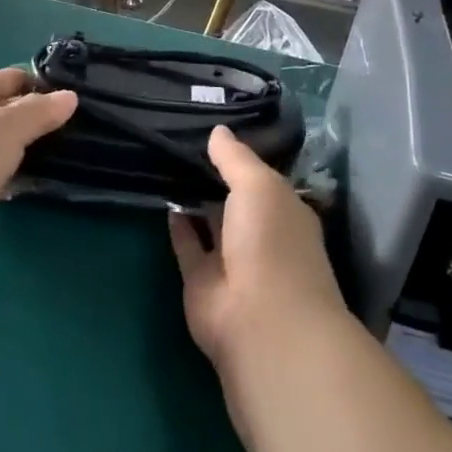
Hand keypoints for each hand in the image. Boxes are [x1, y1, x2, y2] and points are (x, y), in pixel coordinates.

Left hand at [0, 68, 76, 275]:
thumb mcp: (9, 125)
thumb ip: (40, 111)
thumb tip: (70, 97)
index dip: (32, 82)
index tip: (67, 90)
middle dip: (30, 116)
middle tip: (72, 121)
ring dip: (22, 149)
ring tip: (64, 147)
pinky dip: (13, 176)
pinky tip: (40, 178)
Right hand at [168, 127, 347, 375]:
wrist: (259, 320)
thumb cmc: (271, 241)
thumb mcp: (259, 184)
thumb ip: (236, 158)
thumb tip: (217, 130)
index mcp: (285, 212)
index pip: (263, 179)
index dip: (241, 158)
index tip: (215, 131)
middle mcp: (261, 236)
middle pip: (235, 200)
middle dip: (216, 177)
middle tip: (184, 143)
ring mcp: (231, 261)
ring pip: (210, 223)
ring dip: (195, 200)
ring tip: (169, 166)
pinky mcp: (201, 281)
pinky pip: (188, 245)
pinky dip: (178, 226)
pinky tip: (166, 201)